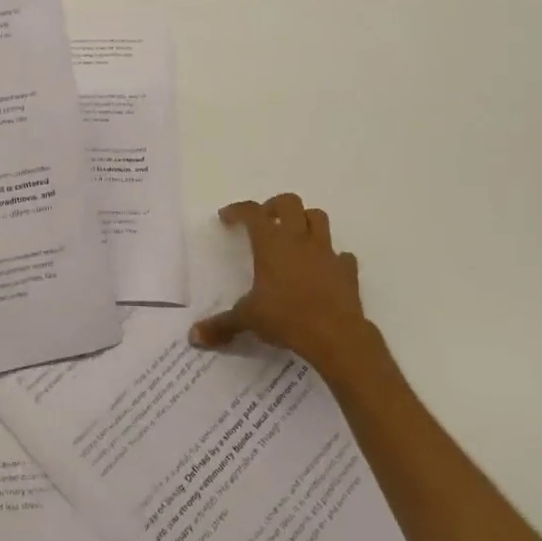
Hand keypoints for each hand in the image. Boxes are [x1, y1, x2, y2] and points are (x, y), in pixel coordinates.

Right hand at [189, 193, 375, 372]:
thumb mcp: (247, 319)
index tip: (226, 217)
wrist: (336, 336)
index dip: (238, 210)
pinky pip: (341, 255)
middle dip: (274, 206)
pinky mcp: (347, 271)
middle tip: (264, 221)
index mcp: (271, 243)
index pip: (252, 212)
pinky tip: (323, 269)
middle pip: (289, 203)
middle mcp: (299, 240)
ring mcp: (326, 253)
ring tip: (295, 236)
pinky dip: (332, 257)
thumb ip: (221, 325)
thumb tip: (194, 336)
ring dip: (305, 221)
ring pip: (318, 218)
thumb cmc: (285, 318)